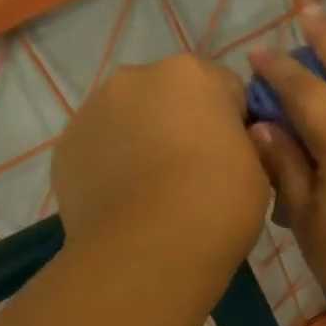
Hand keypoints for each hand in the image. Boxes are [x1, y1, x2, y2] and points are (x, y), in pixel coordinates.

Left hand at [50, 54, 269, 280]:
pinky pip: (101, 145)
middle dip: (185, 121)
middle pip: (172, 93)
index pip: (226, 88)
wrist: (148, 252)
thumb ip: (246, 142)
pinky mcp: (66, 144)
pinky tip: (127, 199)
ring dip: (145, 138)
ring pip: (131, 116)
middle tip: (196, 171)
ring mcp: (94, 108)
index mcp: (193, 74)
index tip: (237, 156)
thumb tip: (235, 141)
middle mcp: (138, 77)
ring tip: (157, 189)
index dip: (236, 123)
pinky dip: (113, 162)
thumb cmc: (218, 203)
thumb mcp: (259, 169)